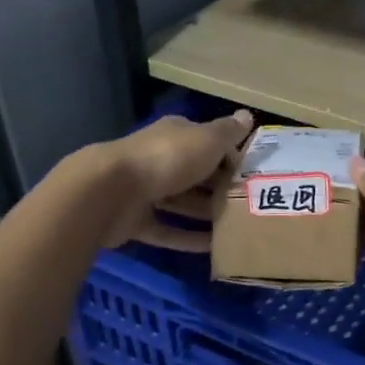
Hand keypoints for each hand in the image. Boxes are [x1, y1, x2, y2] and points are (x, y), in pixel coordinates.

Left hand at [100, 110, 253, 250]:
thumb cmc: (167, 158)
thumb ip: (228, 131)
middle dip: (220, 188)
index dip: (231, 156)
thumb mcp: (207, 139)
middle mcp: (159, 159)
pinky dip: (187, 238)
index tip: (254, 174)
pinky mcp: (135, 221)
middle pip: (196, 174)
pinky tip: (212, 249)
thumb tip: (247, 115)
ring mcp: (145, 191)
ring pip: (182, 202)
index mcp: (175, 135)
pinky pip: (167, 230)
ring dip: (206, 214)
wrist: (110, 191)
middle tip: (250, 204)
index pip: (208, 142)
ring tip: (237, 229)